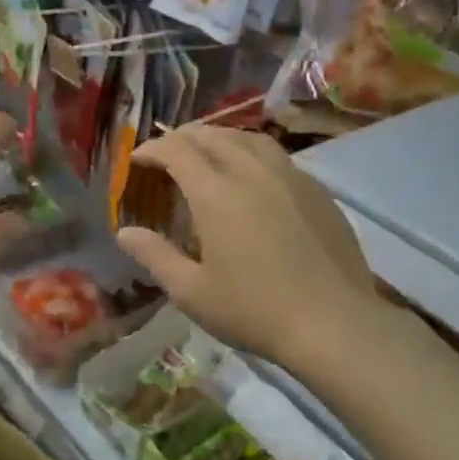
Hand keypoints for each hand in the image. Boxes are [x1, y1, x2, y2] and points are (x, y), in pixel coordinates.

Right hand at [115, 126, 399, 369]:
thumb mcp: (191, 291)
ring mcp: (291, 178)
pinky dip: (253, 153)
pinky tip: (254, 175)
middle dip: (184, 137)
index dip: (153, 148)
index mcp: (216, 194)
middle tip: (168, 150)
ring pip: (250, 139)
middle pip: (213, 136)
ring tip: (209, 150)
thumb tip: (125, 233)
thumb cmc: (254, 310)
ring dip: (221, 137)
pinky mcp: (318, 192)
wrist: (333, 323)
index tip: (137, 158)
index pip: (177, 151)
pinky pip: (279, 157)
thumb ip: (155, 256)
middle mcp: (252, 173)